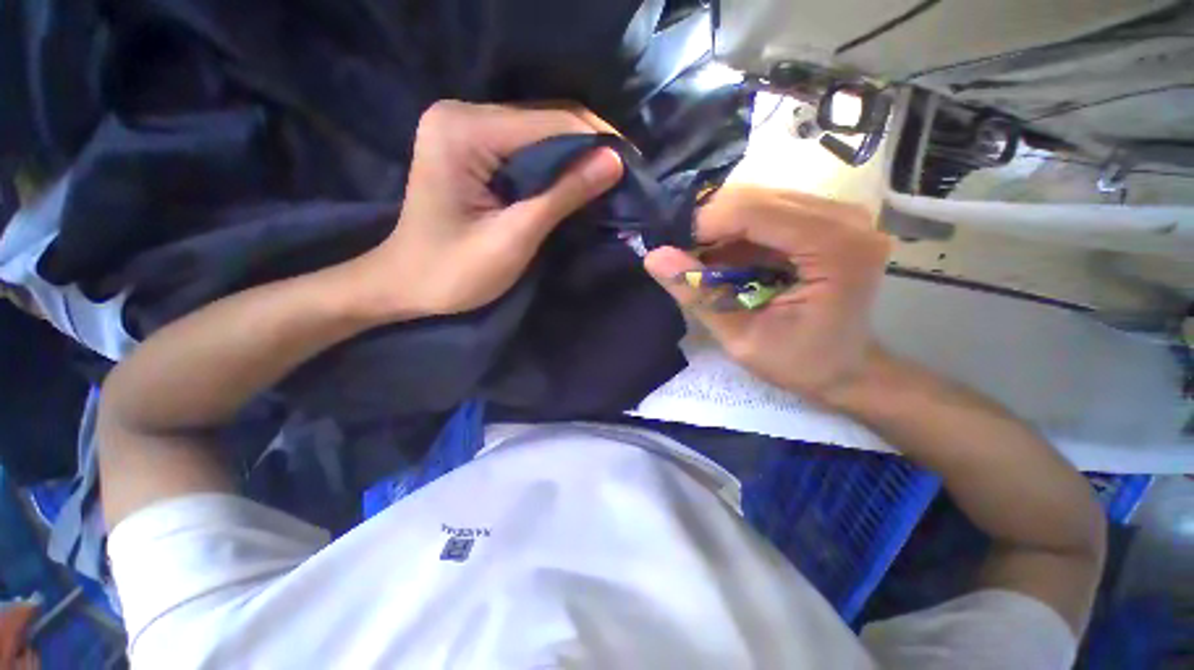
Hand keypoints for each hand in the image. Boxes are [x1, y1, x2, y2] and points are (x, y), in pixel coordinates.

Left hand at [352, 100, 623, 318]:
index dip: (597, 141)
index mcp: (464, 131)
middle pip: (545, 119)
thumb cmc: (454, 272)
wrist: (407, 284)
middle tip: (625, 176)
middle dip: (590, 146)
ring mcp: (465, 127)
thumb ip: (563, 196)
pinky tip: (578, 180)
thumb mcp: (514, 238)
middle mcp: (462, 114)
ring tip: (610, 179)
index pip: (549, 123)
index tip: (634, 167)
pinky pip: (527, 146)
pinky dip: (556, 163)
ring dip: (577, 154)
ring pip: (540, 131)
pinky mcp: (472, 145)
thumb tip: (615, 161)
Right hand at [644, 186, 890, 402]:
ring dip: (721, 229)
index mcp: (837, 248)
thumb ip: (699, 296)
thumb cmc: (800, 363)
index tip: (673, 251)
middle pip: (756, 197)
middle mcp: (845, 218)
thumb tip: (653, 257)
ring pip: (758, 199)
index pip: (756, 209)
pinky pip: (767, 210)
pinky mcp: (826, 218)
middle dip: (710, 225)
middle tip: (686, 259)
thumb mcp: (740, 338)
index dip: (704, 224)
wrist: (843, 368)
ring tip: (704, 263)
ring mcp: (839, 214)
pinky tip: (726, 259)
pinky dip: (736, 232)